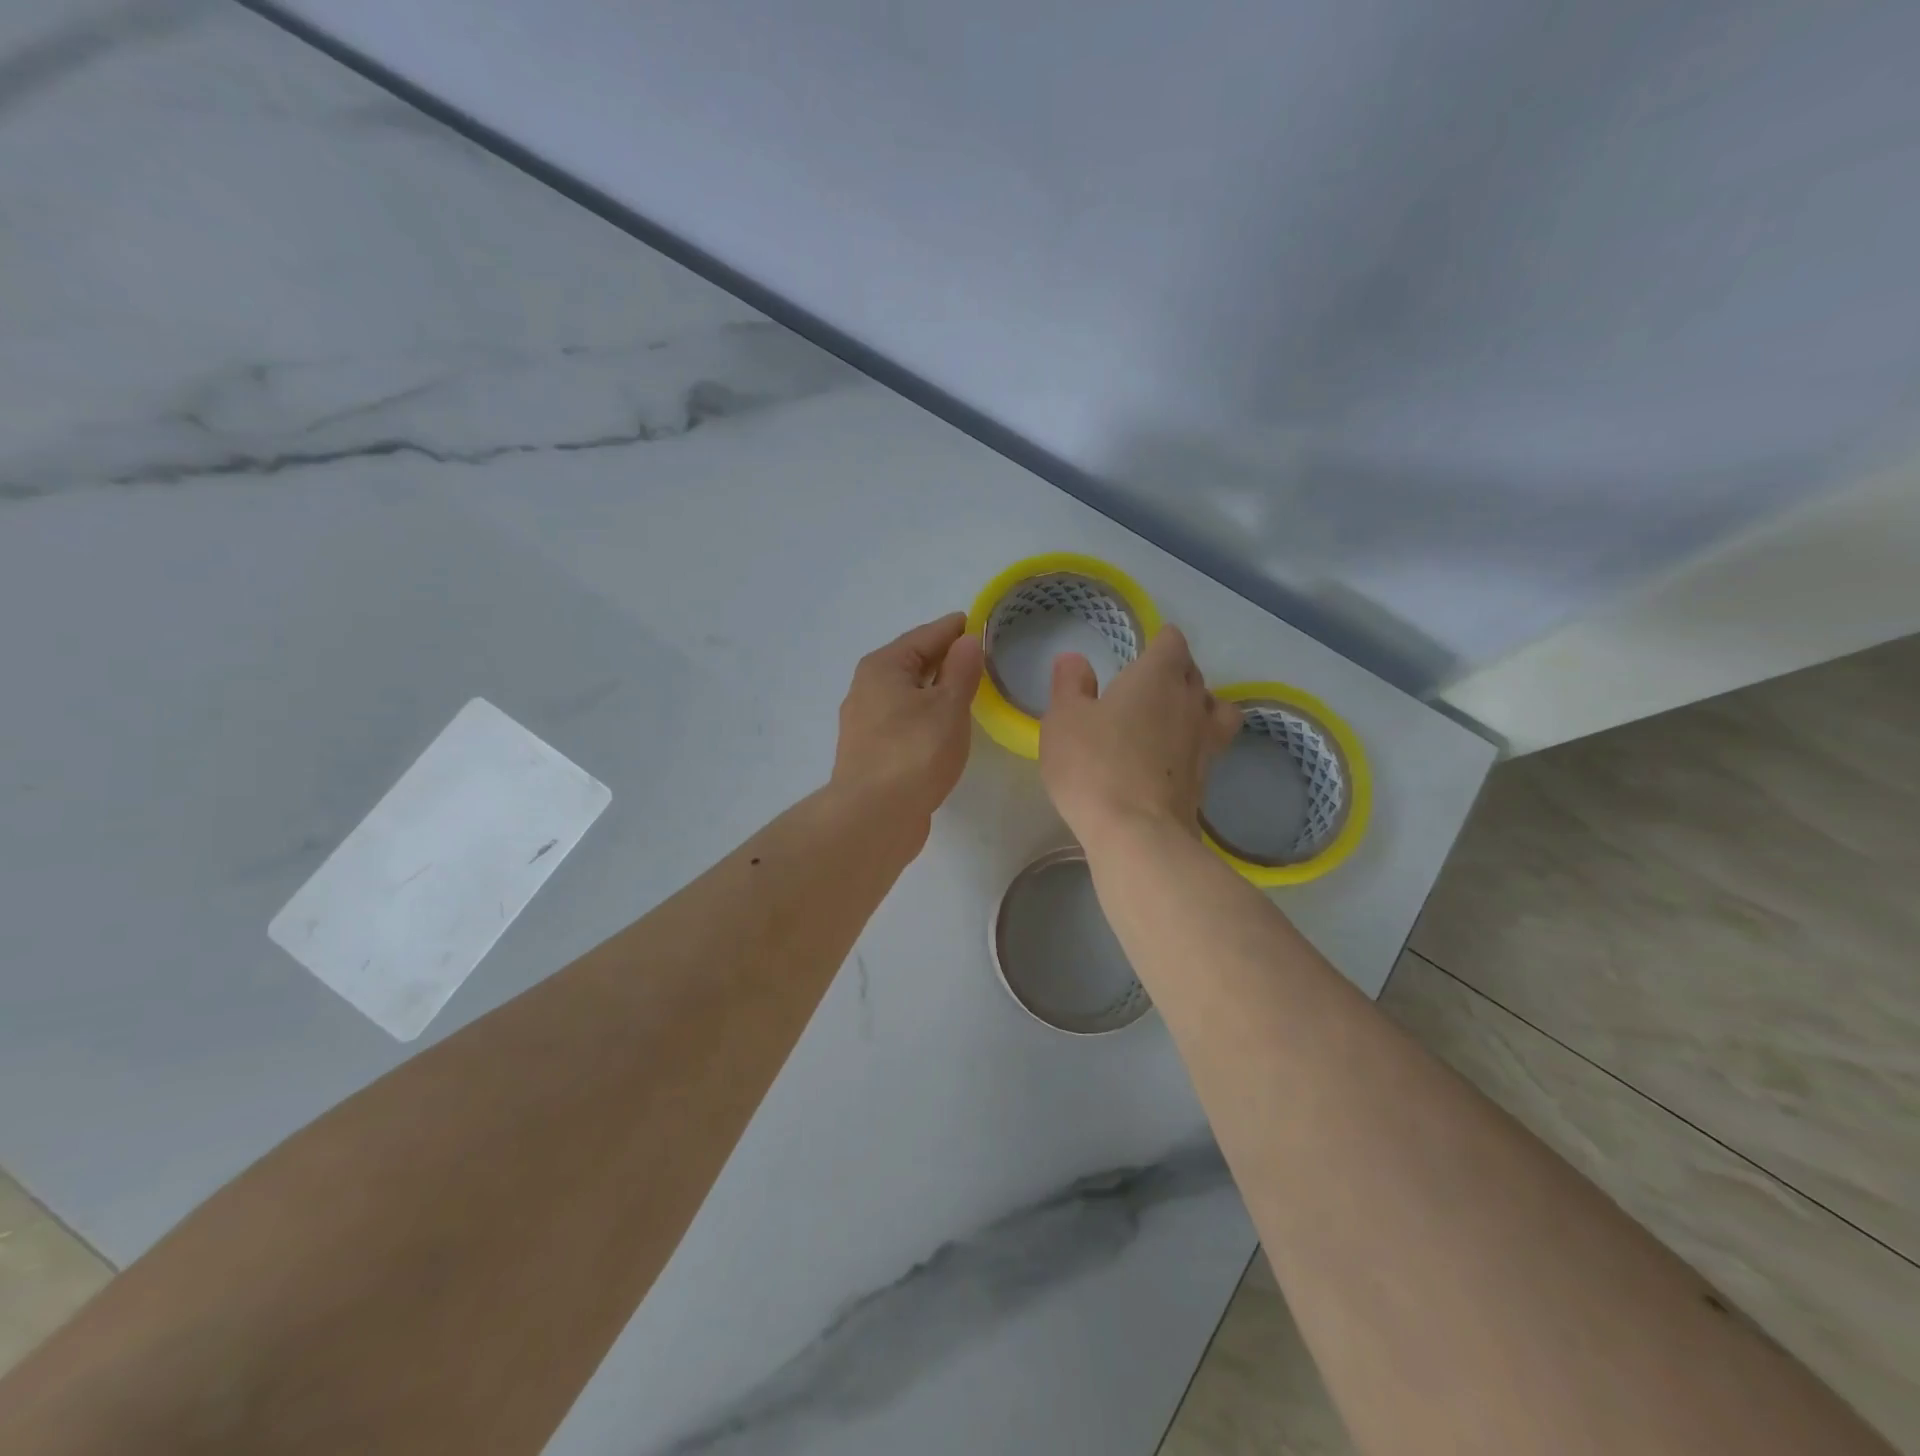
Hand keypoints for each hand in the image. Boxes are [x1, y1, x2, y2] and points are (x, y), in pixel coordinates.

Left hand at [831, 612, 983, 838]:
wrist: (874, 816)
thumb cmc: (915, 752)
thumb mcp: (948, 706)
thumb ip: (961, 670)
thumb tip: (967, 640)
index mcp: (884, 666)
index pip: (926, 635)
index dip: (954, 628)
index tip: (979, 622)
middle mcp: (867, 687)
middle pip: (912, 662)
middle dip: (944, 657)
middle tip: (980, 655)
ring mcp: (865, 722)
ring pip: (906, 693)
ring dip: (934, 688)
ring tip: (967, 688)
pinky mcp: (870, 751)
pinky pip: (903, 719)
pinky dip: (924, 713)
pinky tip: (943, 725)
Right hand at [1039, 625, 1242, 847]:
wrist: (1136, 832)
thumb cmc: (1093, 764)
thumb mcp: (1064, 719)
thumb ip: (1070, 685)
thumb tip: (1075, 660)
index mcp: (1157, 676)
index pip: (1172, 642)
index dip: (1160, 641)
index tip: (1144, 650)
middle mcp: (1190, 701)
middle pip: (1194, 673)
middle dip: (1175, 671)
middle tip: (1147, 684)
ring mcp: (1204, 742)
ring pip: (1214, 709)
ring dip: (1198, 705)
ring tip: (1175, 716)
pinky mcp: (1206, 778)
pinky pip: (1210, 746)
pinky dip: (1196, 743)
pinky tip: (1175, 756)